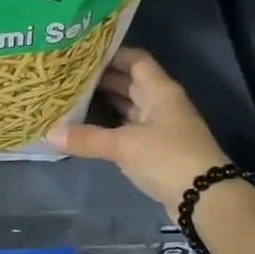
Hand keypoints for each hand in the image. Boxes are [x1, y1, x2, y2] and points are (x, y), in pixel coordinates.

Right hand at [51, 49, 228, 206]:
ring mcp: (160, 128)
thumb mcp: (124, 146)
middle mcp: (161, 104)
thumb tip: (49, 133)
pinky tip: (86, 129)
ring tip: (71, 99)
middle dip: (101, 79)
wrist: (205, 199)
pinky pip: (128, 130)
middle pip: (130, 83)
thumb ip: (87, 138)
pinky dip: (109, 128)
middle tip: (67, 77)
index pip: (135, 60)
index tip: (81, 54)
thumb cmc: (167, 158)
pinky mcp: (157, 151)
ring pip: (128, 108)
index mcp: (160, 91)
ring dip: (104, 104)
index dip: (111, 54)